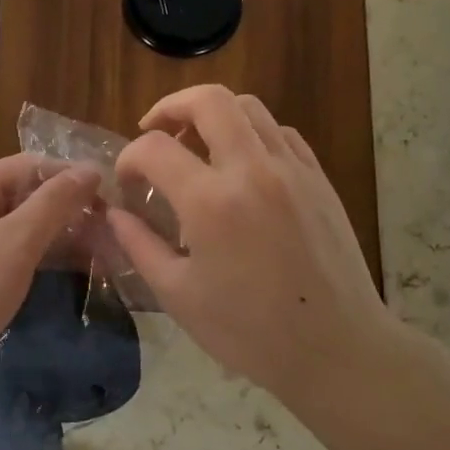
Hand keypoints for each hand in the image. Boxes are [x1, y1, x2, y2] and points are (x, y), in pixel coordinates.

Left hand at [0, 155, 101, 407]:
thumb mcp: (14, 245)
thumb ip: (53, 205)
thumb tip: (90, 169)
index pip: (31, 165)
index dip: (72, 176)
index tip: (115, 199)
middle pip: (28, 195)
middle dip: (72, 210)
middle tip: (118, 232)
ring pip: (25, 228)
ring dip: (64, 237)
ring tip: (108, 253)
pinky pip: (15, 255)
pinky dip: (45, 259)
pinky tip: (78, 271)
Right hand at [108, 85, 417, 416]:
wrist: (337, 349)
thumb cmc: (250, 331)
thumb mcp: (178, 295)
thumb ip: (138, 245)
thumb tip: (113, 213)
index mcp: (210, 203)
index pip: (154, 149)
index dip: (129, 158)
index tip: (128, 183)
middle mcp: (252, 170)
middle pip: (208, 100)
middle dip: (170, 107)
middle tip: (154, 131)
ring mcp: (292, 170)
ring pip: (248, 107)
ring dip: (213, 115)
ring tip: (196, 145)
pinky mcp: (319, 179)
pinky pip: (280, 132)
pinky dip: (252, 134)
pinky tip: (241, 165)